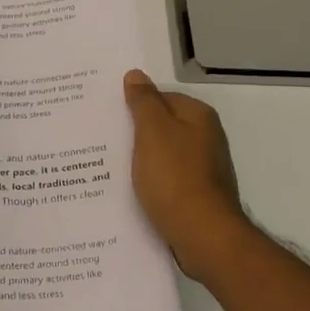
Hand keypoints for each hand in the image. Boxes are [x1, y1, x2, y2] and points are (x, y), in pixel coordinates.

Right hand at [123, 69, 251, 281]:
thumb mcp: (153, 132)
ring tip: (110, 168)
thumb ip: (143, 102)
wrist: (202, 235)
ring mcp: (205, 168)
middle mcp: (206, 138)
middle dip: (135, 134)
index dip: (134, 106)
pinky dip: (151, 183)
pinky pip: (168, 180)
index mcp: (199, 116)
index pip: (160, 98)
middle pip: (163, 126)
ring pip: (164, 155)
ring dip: (141, 161)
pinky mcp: (198, 195)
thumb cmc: (175, 178)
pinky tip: (132, 193)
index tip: (108, 118)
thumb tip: (136, 74)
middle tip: (102, 142)